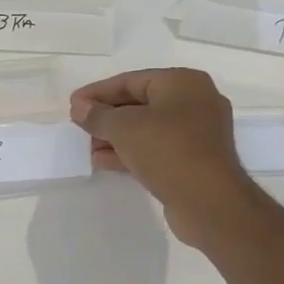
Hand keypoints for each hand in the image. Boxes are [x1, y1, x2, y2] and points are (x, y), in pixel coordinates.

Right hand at [69, 69, 260, 247]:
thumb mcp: (124, 128)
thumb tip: (79, 108)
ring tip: (87, 146)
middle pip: (139, 103)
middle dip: (107, 116)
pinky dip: (131, 152)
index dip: (98, 92)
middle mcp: (194, 102)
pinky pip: (156, 148)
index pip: (131, 80)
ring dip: (115, 136)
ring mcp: (197, 133)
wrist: (210, 203)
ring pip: (147, 128)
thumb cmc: (167, 151)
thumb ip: (97, 115)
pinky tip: (103, 160)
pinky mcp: (194, 160)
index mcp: (183, 83)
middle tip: (79, 125)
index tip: (73, 104)